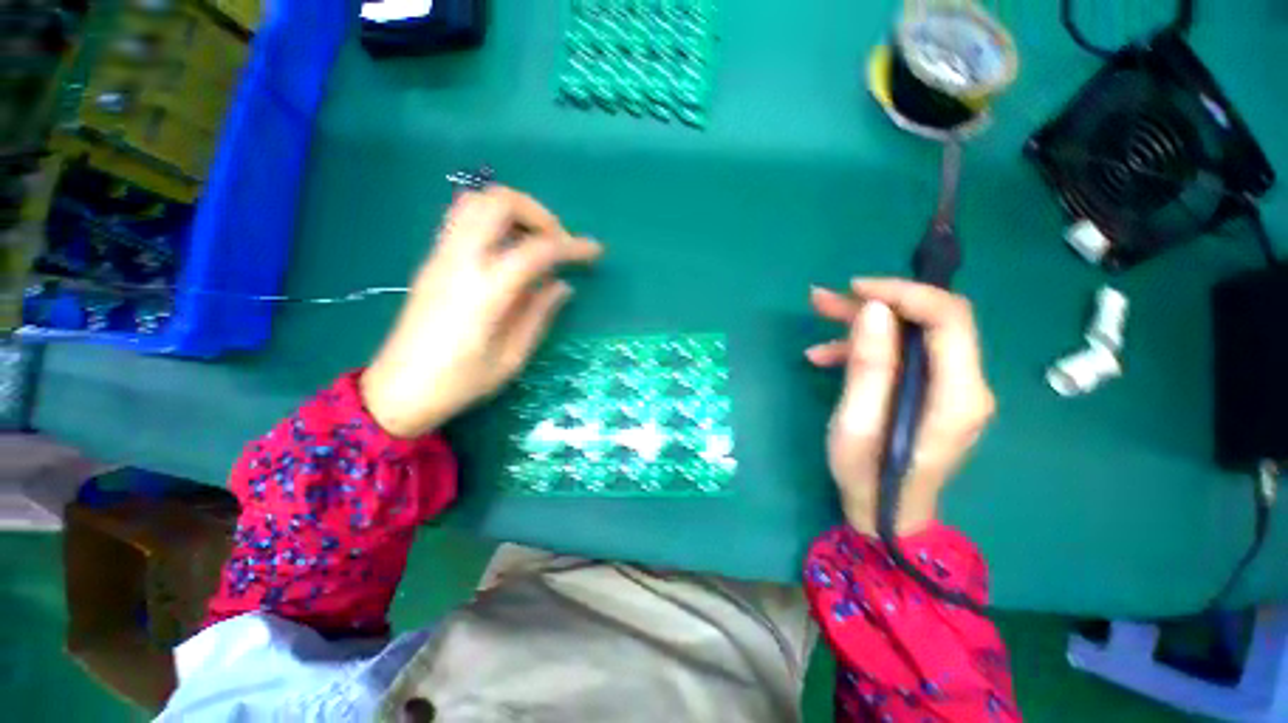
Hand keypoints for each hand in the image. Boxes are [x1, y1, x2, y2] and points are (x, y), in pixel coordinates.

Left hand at [361, 187, 602, 437]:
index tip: (595, 251)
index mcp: (485, 290)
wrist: (397, 391)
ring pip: (475, 202)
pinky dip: (494, 222)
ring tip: (535, 243)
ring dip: (513, 212)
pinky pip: (463, 219)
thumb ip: (539, 314)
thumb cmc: (460, 382)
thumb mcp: (512, 356)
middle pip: (498, 202)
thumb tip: (563, 285)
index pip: (537, 249)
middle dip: (538, 213)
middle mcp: (460, 261)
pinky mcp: (432, 261)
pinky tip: (508, 253)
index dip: (572, 246)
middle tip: (558, 242)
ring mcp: (440, 256)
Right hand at [806, 279, 994, 535]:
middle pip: (930, 321)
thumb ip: (870, 366)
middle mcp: (965, 384)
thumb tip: (875, 310)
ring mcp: (949, 387)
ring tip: (818, 317)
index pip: (949, 318)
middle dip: (876, 303)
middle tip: (825, 300)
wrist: (885, 514)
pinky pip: (901, 355)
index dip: (904, 293)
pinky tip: (824, 356)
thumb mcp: (857, 422)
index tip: (856, 289)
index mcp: (957, 394)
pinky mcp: (930, 391)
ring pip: (911, 334)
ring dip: (864, 323)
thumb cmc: (867, 475)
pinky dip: (864, 348)